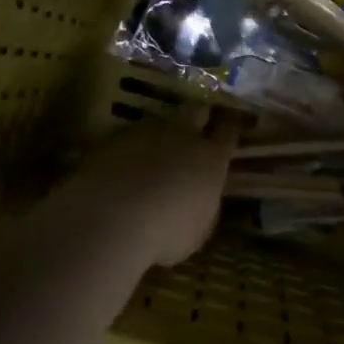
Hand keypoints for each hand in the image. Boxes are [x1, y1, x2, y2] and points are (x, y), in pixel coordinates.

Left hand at [47, 107, 241, 266]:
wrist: (111, 219)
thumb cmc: (166, 233)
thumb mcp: (198, 230)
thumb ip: (204, 207)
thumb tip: (202, 200)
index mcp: (211, 158)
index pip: (229, 130)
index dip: (230, 126)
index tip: (231, 124)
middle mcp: (183, 136)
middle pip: (196, 110)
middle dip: (199, 115)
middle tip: (197, 123)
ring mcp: (146, 132)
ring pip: (160, 120)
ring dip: (161, 132)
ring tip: (154, 149)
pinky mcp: (113, 138)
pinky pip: (127, 136)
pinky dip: (129, 147)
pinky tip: (122, 164)